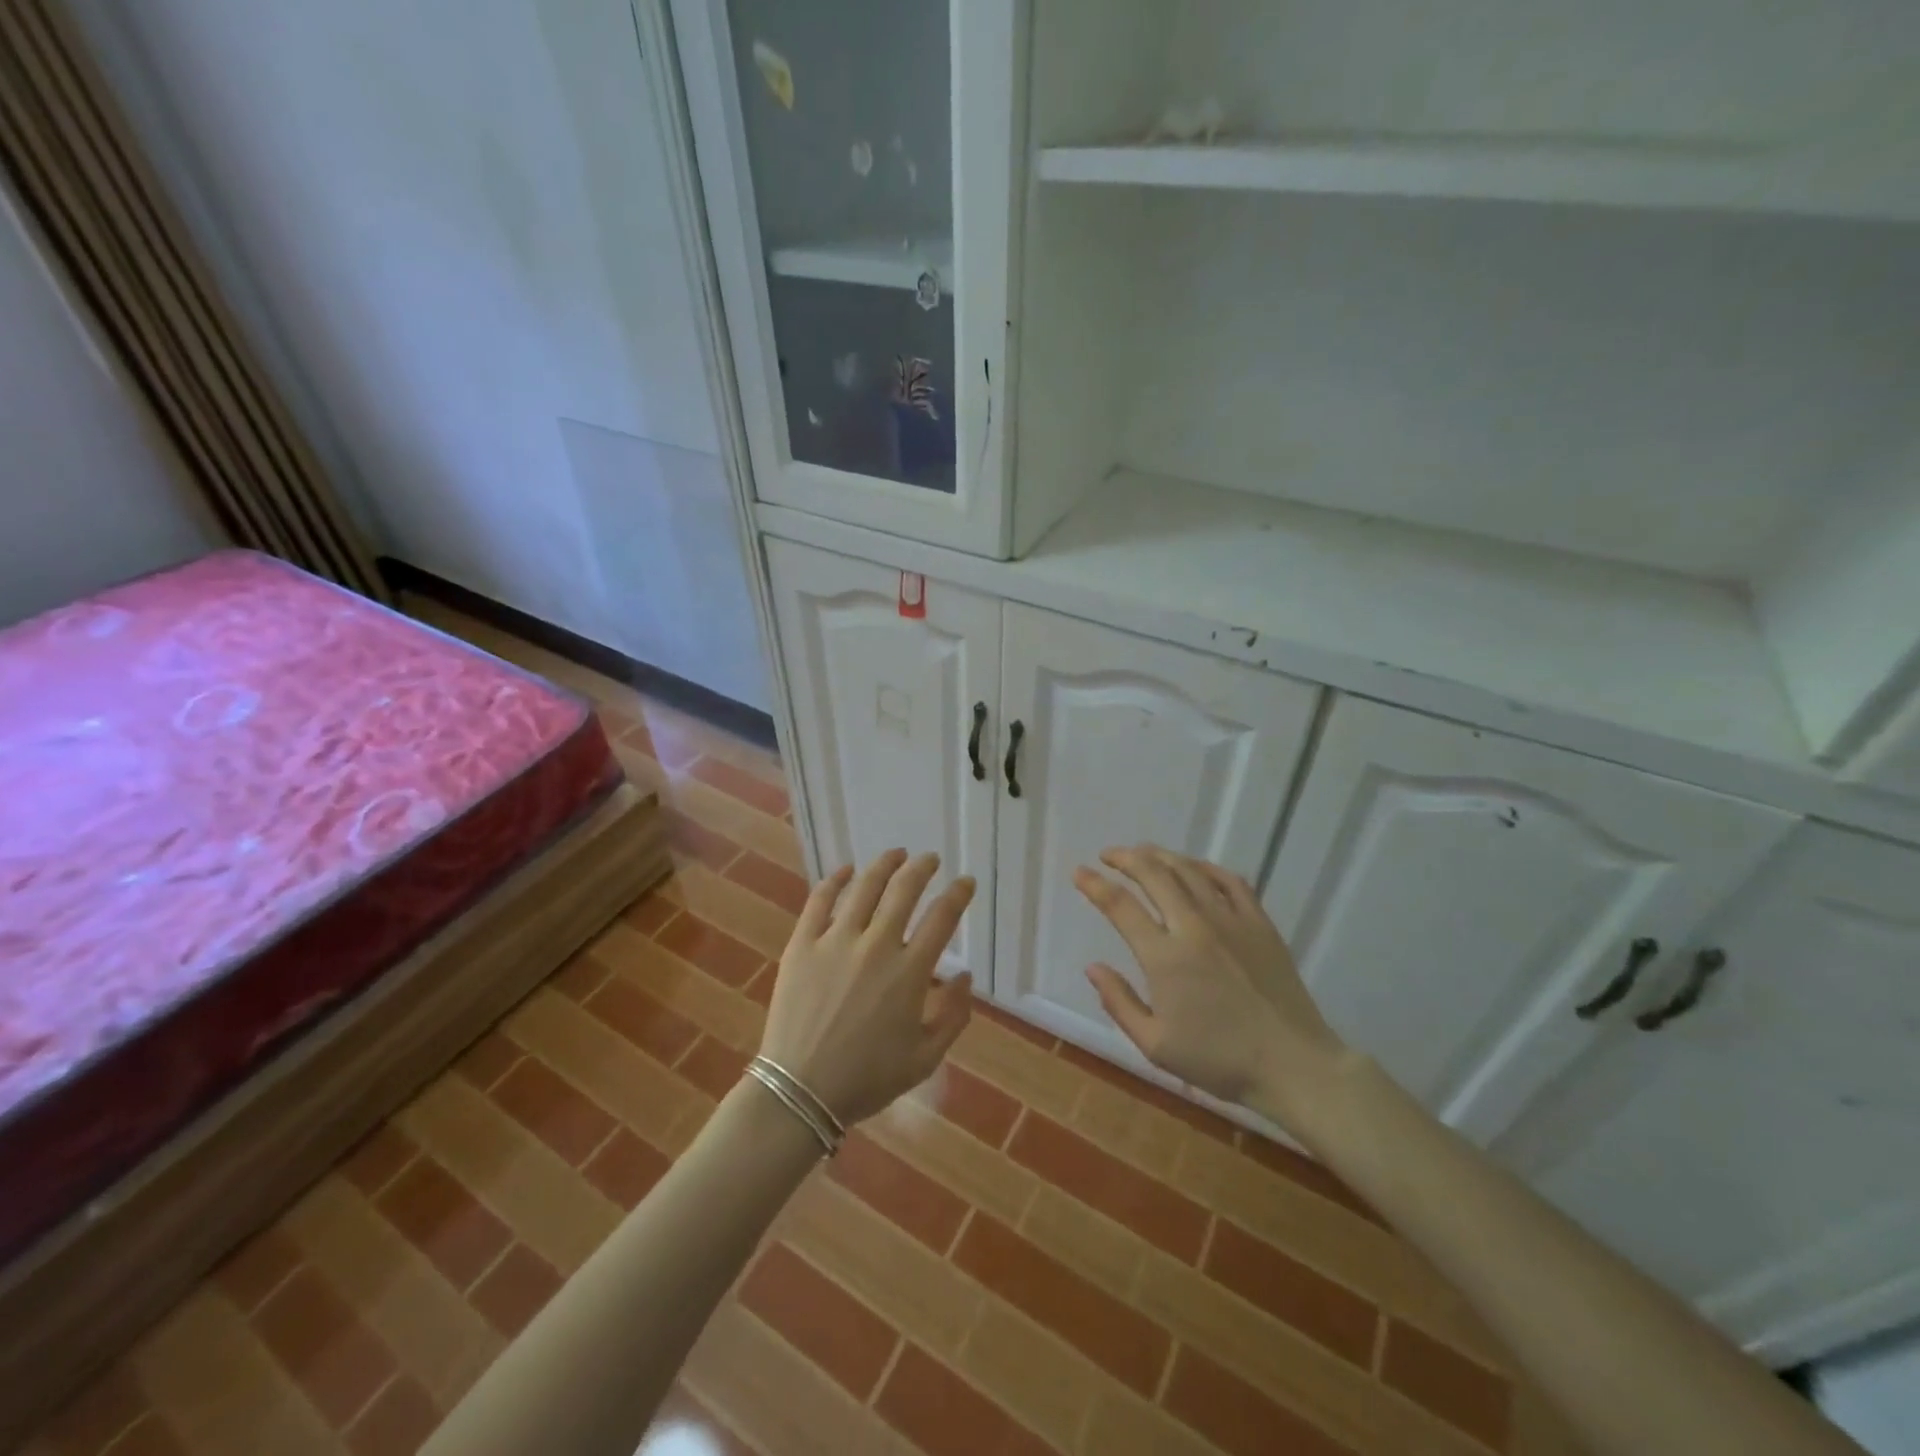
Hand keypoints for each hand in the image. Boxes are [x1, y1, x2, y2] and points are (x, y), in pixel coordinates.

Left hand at [760, 849, 975, 1126]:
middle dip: (923, 869)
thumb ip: (953, 1016)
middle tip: (930, 859)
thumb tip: (964, 976)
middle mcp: (876, 946)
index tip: (965, 882)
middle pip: (904, 891)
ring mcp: (835, 941)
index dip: (958, 894)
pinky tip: (846, 870)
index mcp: (909, 973)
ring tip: (896, 855)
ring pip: (865, 888)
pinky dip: (835, 880)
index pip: (942, 918)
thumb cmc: (866, 1079)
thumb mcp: (924, 1058)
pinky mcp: (802, 944)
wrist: (799, 1091)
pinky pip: (820, 901)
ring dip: (884, 865)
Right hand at [1073, 845, 1346, 1123]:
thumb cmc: (1219, 1061)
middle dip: (1125, 858)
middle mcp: (1194, 927)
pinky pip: (1229, 881)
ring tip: (1142, 853)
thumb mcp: (1156, 1045)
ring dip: (1160, 856)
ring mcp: (1230, 920)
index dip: (1095, 885)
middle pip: (1154, 874)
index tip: (1079, 873)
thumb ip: (1119, 1002)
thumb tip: (1092, 967)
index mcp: (1165, 958)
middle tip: (1108, 855)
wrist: (1293, 1065)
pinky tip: (1193, 867)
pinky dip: (1205, 867)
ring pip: (1189, 871)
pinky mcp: (1259, 923)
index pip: (1120, 906)